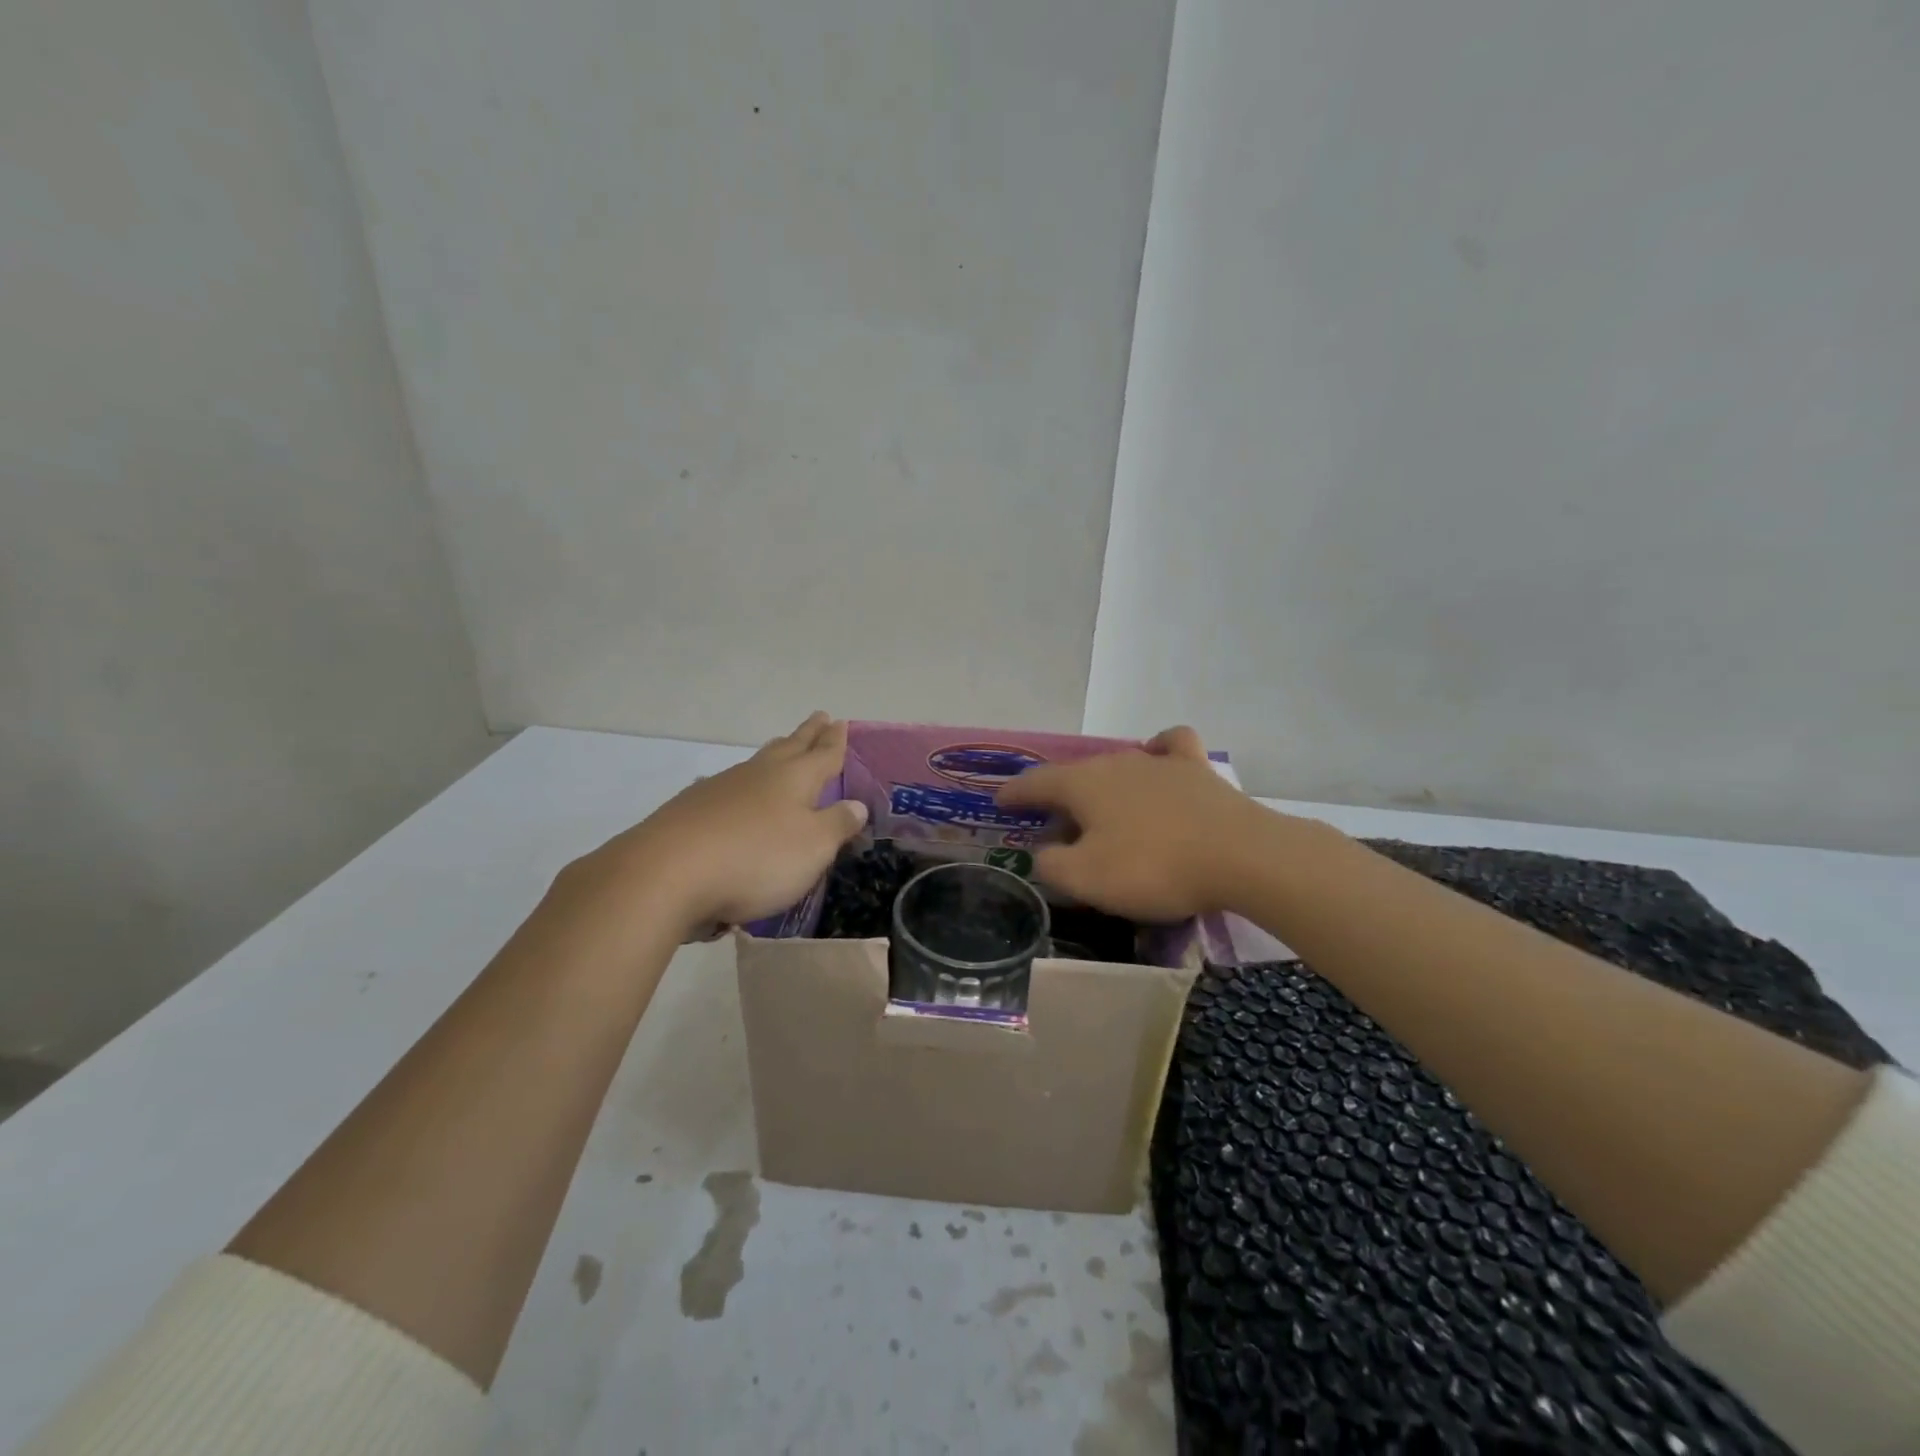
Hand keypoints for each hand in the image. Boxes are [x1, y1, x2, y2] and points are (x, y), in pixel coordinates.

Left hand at [555, 712, 867, 940]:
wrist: (666, 874)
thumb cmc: (755, 859)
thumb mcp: (813, 847)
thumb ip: (837, 824)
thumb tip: (857, 804)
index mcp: (793, 779)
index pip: (822, 755)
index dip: (834, 741)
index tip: (839, 722)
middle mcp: (758, 775)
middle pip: (788, 748)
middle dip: (806, 735)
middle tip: (818, 718)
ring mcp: (720, 789)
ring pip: (755, 764)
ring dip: (774, 753)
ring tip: (782, 748)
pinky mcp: (690, 811)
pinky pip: (727, 788)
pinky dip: (741, 786)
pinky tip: (733, 793)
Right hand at [995, 726, 1273, 921]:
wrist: (1240, 856)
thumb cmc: (1153, 868)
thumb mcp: (1086, 880)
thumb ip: (1051, 865)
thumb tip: (1043, 852)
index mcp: (1083, 784)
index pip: (1035, 783)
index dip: (1013, 793)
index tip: (999, 801)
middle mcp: (1115, 762)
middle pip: (1076, 776)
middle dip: (1057, 797)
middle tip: (1053, 826)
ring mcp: (1158, 762)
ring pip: (1117, 766)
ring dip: (1101, 786)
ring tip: (1101, 810)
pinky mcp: (1196, 770)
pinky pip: (1170, 747)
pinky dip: (1157, 752)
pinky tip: (1157, 762)